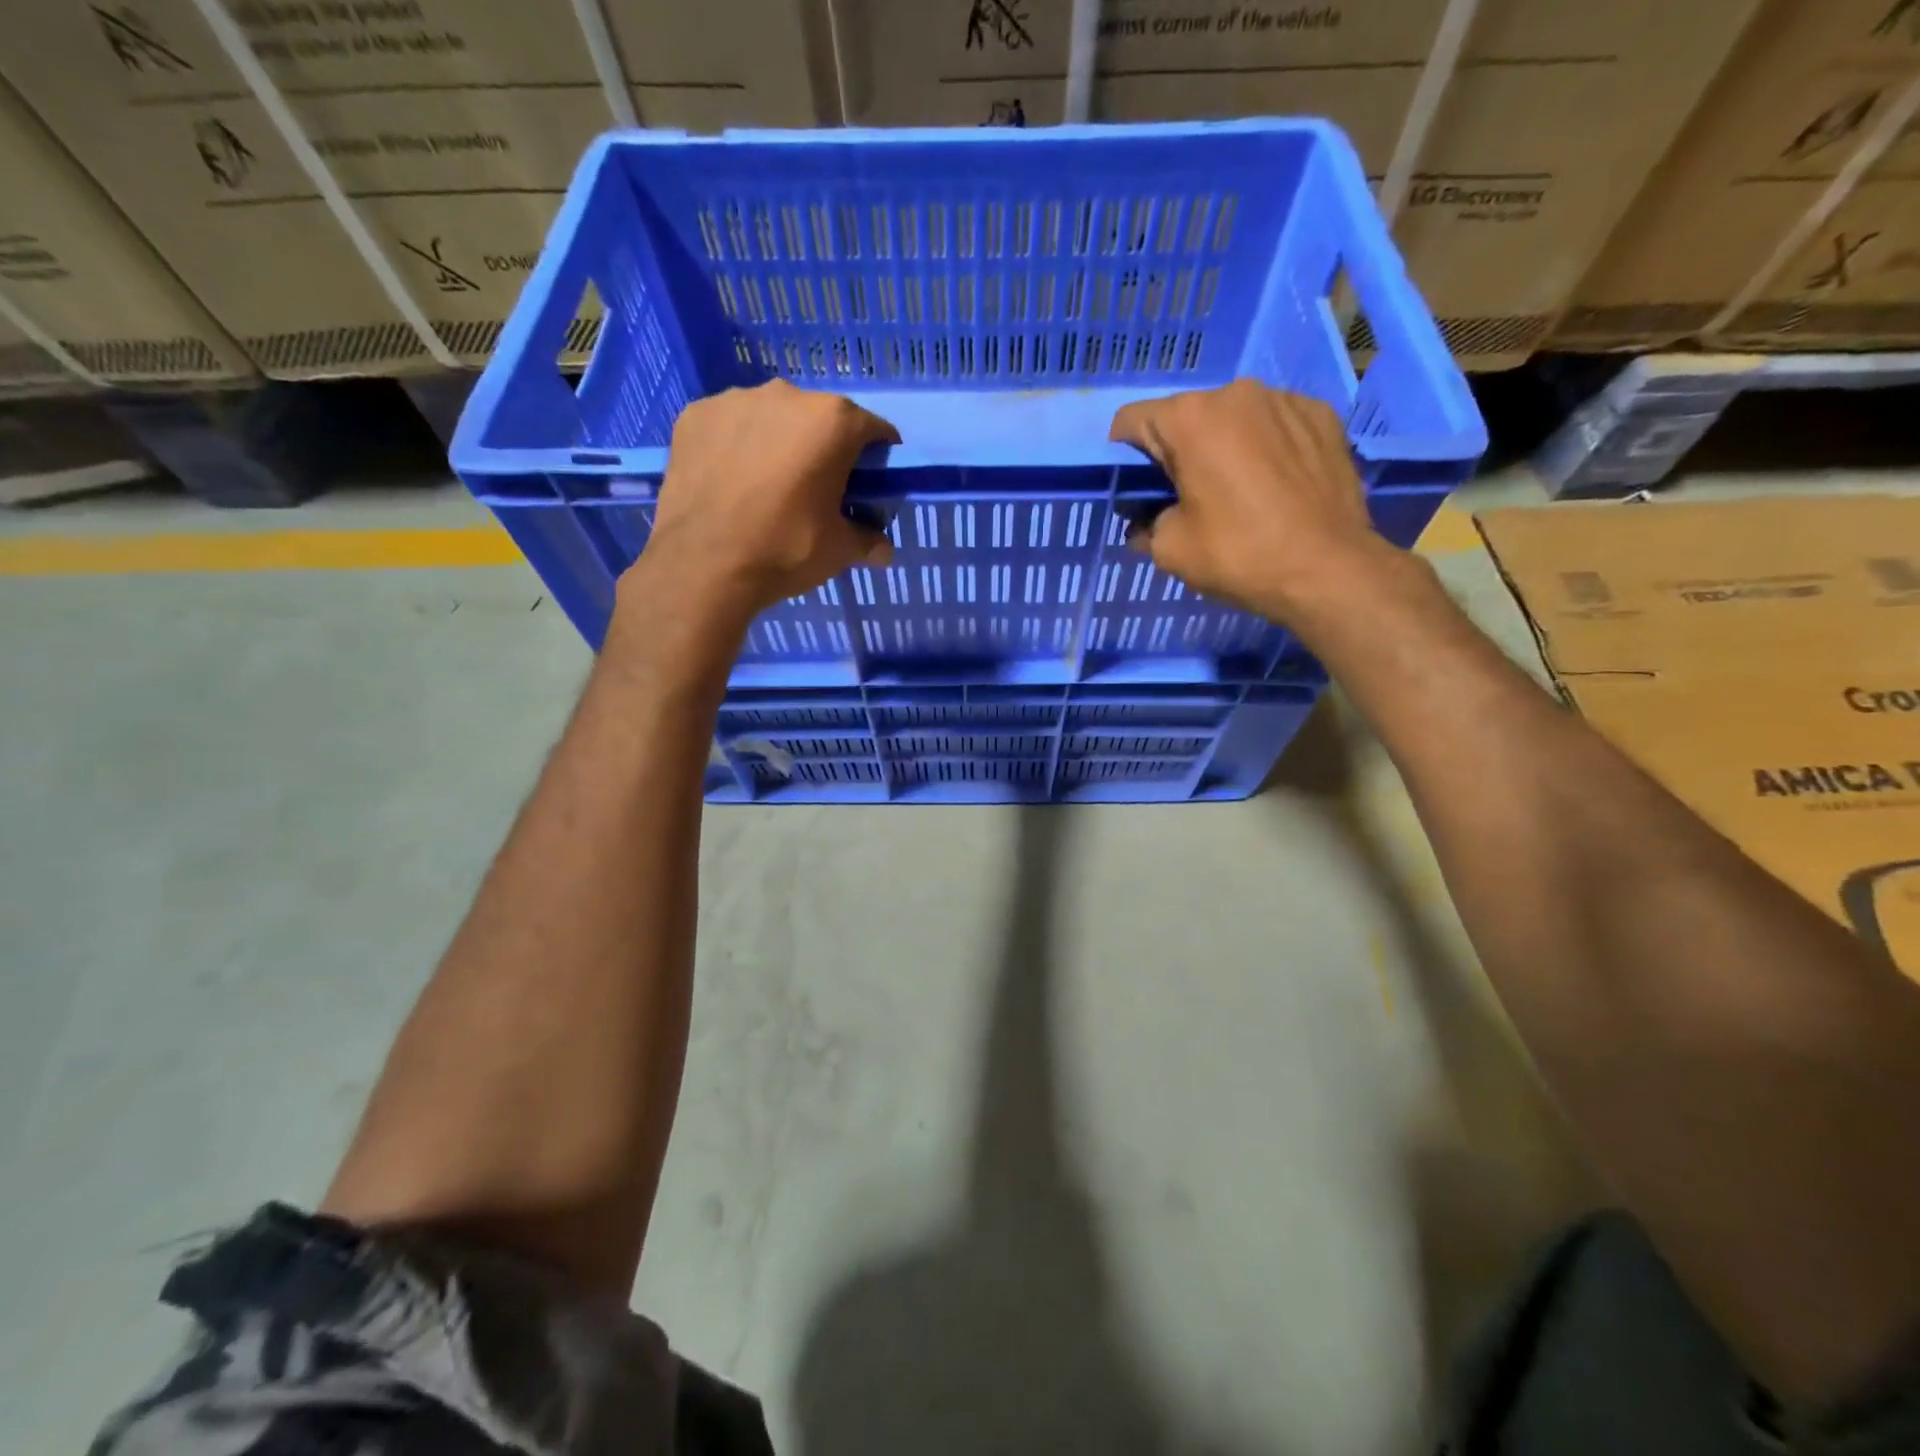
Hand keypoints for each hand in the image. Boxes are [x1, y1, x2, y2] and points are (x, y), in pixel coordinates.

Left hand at [629, 379, 896, 623]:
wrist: (702, 565)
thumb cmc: (785, 549)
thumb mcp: (839, 551)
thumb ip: (867, 540)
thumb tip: (883, 551)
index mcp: (832, 422)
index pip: (874, 430)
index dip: (878, 458)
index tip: (869, 485)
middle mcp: (786, 395)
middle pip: (820, 418)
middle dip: (824, 448)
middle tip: (816, 490)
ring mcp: (734, 400)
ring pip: (772, 418)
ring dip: (778, 443)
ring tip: (767, 486)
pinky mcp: (695, 415)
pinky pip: (730, 426)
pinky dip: (736, 446)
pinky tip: (731, 482)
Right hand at [1109, 379, 1392, 621]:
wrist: (1330, 570)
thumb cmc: (1239, 555)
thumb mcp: (1170, 550)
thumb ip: (1147, 525)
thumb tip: (1146, 524)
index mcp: (1191, 419)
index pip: (1131, 422)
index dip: (1124, 458)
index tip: (1138, 491)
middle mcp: (1237, 393)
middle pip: (1186, 417)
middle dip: (1178, 453)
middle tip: (1188, 499)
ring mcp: (1286, 400)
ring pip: (1233, 419)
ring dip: (1224, 448)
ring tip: (1239, 493)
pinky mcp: (1323, 416)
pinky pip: (1275, 425)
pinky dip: (1266, 448)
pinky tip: (1276, 486)